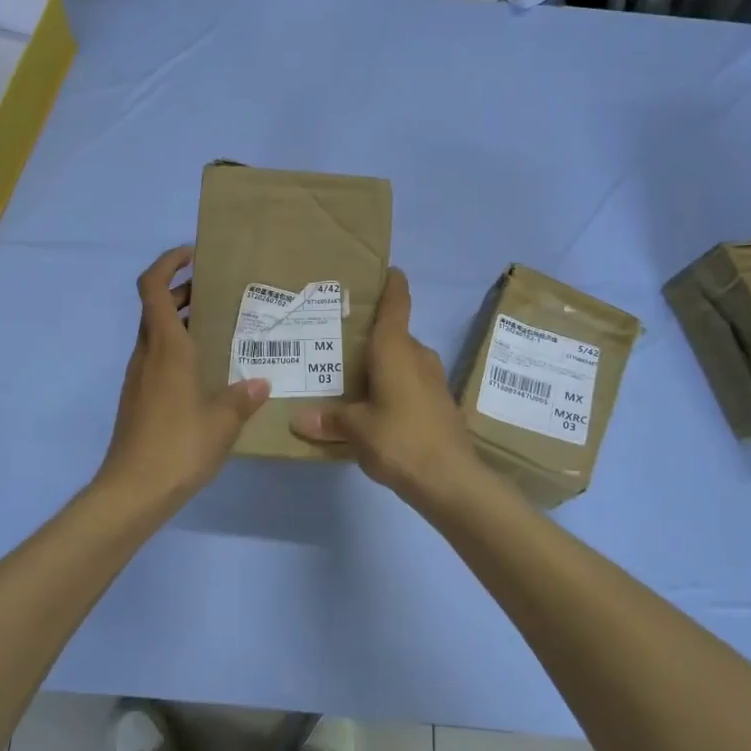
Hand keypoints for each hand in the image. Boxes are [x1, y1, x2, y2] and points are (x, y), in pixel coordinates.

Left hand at [94, 246, 269, 519]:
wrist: (132, 490)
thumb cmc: (178, 446)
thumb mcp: (222, 422)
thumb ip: (242, 397)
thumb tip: (261, 382)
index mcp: (166, 348)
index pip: (153, 287)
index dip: (168, 262)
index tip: (193, 255)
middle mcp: (147, 354)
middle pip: (155, 307)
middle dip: (182, 291)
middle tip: (217, 292)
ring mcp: (138, 377)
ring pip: (155, 333)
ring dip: (180, 320)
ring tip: (218, 328)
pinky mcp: (138, 398)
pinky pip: (157, 358)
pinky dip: (177, 349)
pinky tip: (205, 370)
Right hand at [290, 269, 483, 507]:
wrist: (451, 480)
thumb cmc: (400, 439)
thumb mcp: (357, 429)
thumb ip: (330, 420)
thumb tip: (298, 419)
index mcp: (396, 350)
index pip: (396, 306)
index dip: (393, 286)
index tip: (389, 271)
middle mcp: (417, 356)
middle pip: (395, 335)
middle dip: (372, 336)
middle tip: (340, 339)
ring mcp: (433, 380)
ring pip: (404, 361)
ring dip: (383, 364)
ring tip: (352, 374)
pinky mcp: (439, 403)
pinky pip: (411, 382)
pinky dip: (394, 385)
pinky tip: (375, 405)